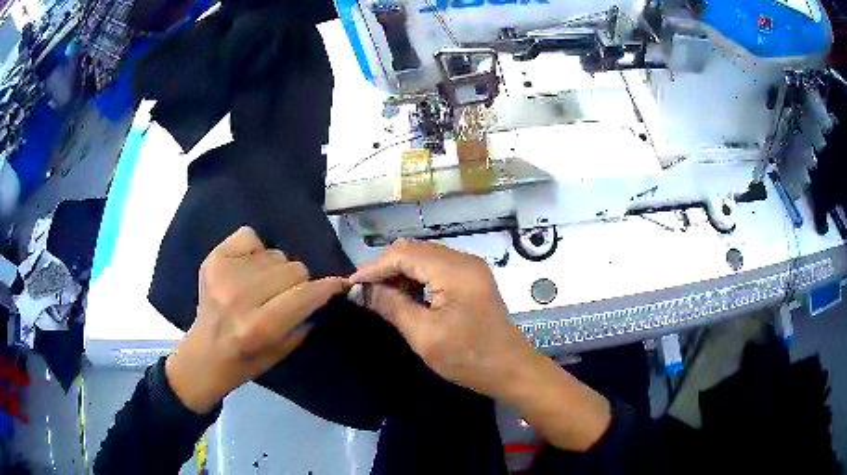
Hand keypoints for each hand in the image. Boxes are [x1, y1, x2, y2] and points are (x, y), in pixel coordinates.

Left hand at [165, 227, 344, 413]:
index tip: (337, 284)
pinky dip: (255, 249)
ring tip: (262, 285)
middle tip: (285, 295)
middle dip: (298, 282)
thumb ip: (306, 319)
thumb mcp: (284, 350)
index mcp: (259, 326)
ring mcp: (224, 275)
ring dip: (275, 269)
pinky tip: (248, 268)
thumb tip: (327, 291)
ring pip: (275, 254)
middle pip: (293, 269)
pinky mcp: (213, 259)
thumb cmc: (248, 359)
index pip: (305, 294)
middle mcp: (240, 297)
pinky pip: (250, 237)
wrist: (206, 353)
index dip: (327, 287)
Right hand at [350, 240, 610, 451]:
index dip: (374, 268)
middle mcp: (464, 260)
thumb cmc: (468, 358)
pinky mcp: (471, 279)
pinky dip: (416, 281)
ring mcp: (470, 268)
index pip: (404, 254)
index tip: (350, 286)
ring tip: (380, 298)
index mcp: (455, 270)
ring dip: (400, 275)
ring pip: (424, 259)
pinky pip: (436, 270)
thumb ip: (391, 306)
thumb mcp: (424, 335)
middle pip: (414, 252)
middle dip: (385, 270)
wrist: (510, 369)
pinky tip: (405, 298)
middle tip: (364, 293)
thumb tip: (359, 291)